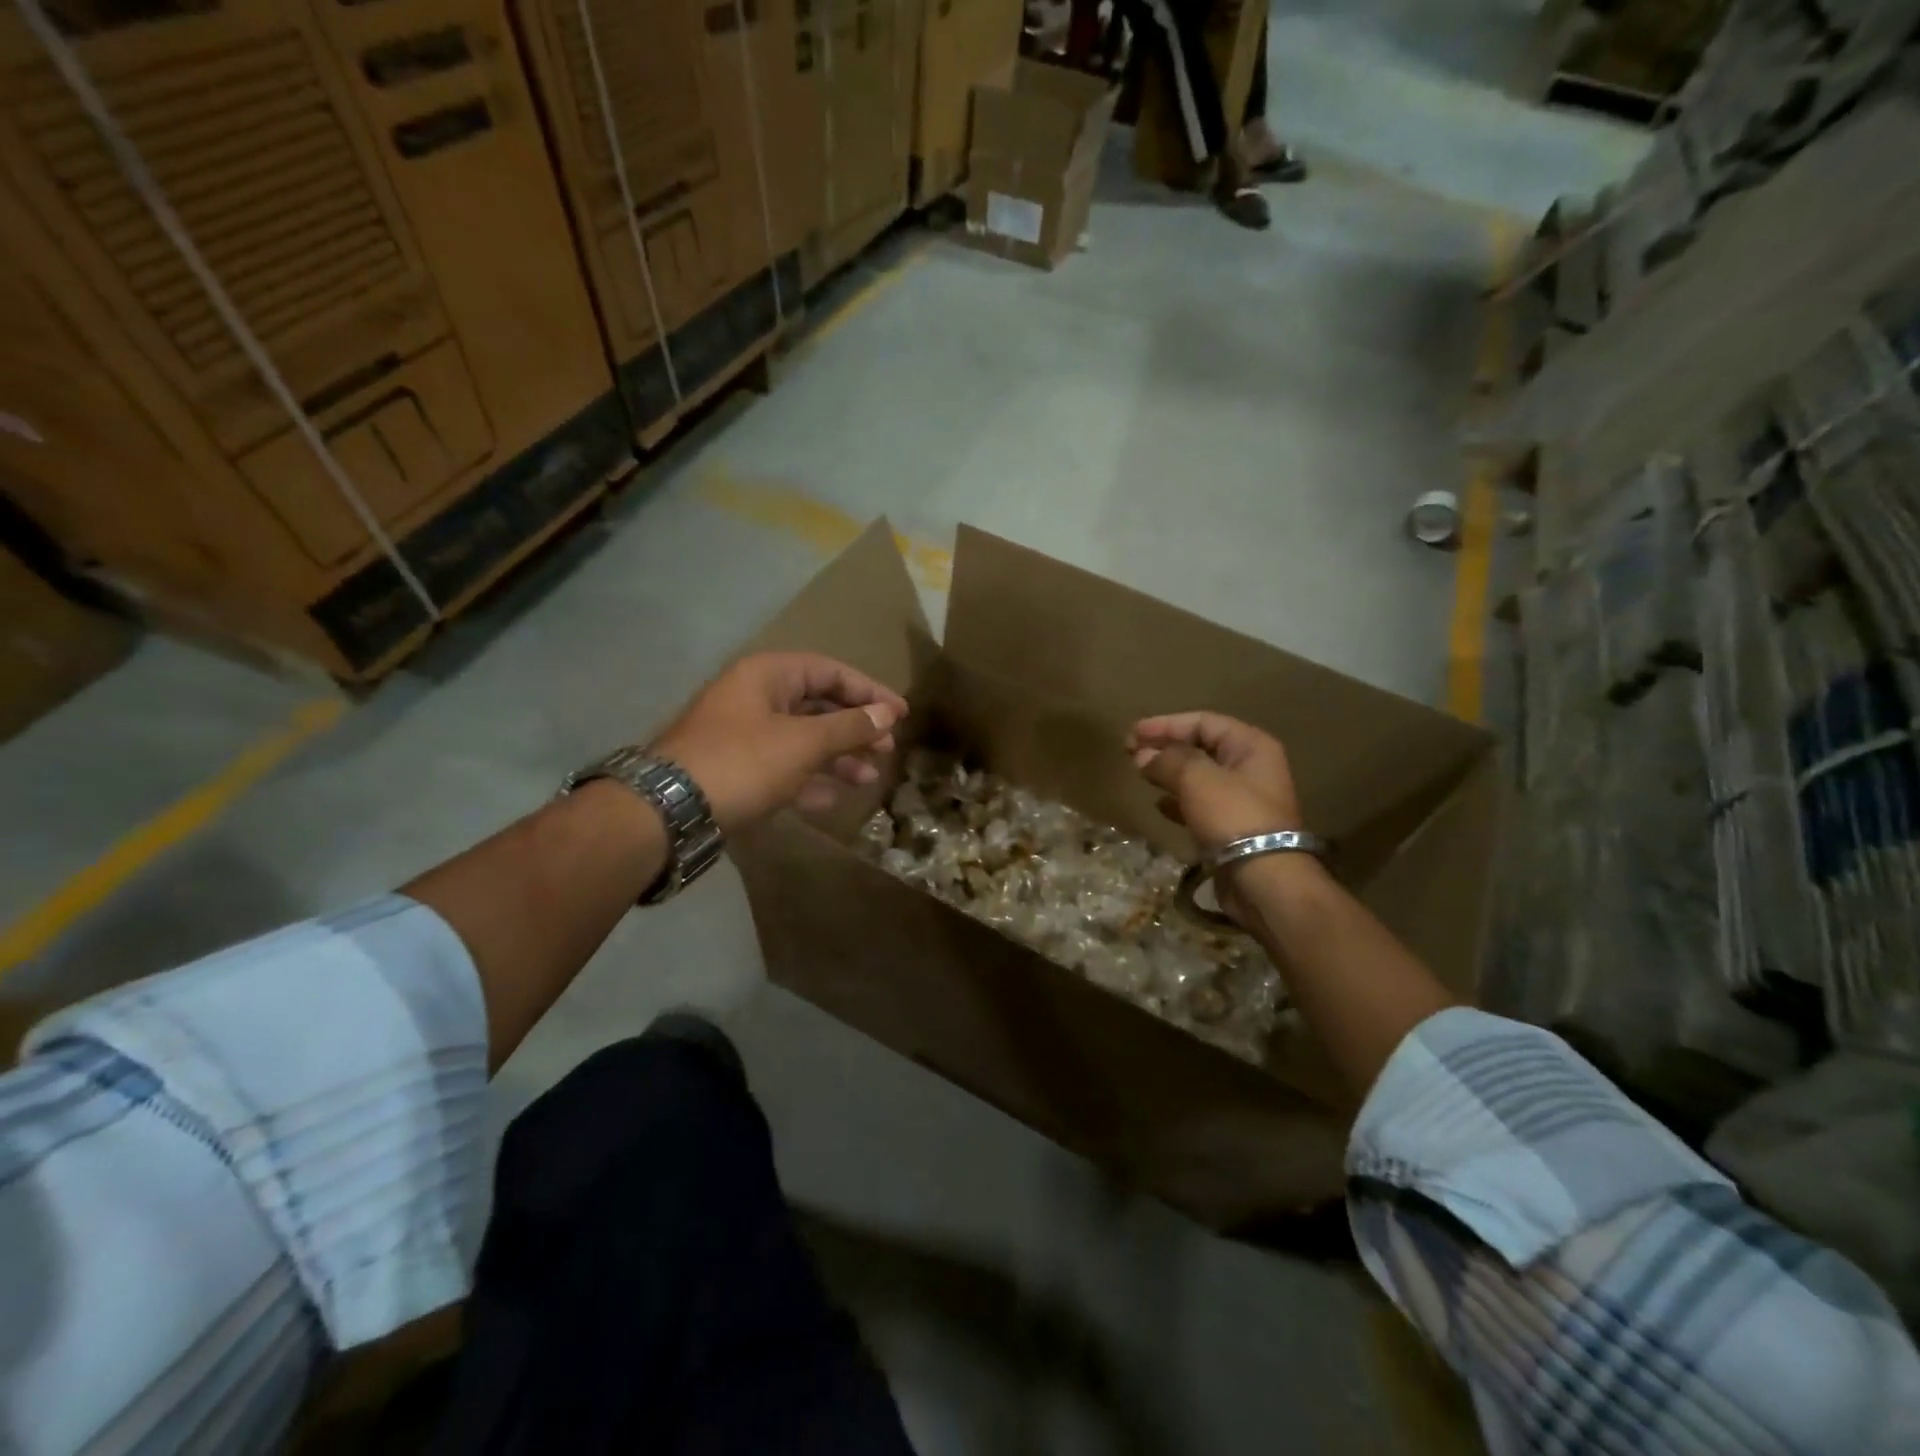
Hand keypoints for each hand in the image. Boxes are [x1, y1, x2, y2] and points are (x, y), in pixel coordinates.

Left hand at [653, 653, 906, 831]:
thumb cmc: (743, 762)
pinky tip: (833, 798)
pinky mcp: (737, 770)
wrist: (670, 812)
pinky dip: (809, 779)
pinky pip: (783, 767)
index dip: (869, 691)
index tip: (901, 714)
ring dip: (837, 757)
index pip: (830, 672)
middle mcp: (755, 698)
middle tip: (887, 749)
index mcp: (768, 676)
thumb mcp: (803, 742)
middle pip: (817, 706)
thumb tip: (888, 713)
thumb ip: (850, 726)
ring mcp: (743, 736)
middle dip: (855, 728)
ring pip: (802, 740)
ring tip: (868, 778)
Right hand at [1127, 712, 1301, 853]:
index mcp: (1251, 746)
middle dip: (1165, 747)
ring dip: (1169, 774)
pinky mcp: (1232, 828)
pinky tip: (1159, 806)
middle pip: (1201, 747)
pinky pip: (1200, 805)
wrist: (1264, 879)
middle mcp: (1251, 768)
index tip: (1134, 733)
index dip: (1166, 725)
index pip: (1203, 722)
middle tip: (1132, 752)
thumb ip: (1167, 760)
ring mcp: (1243, 800)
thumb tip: (1143, 755)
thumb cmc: (1233, 816)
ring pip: (1199, 777)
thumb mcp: (1196, 779)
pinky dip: (1178, 801)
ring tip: (1142, 775)